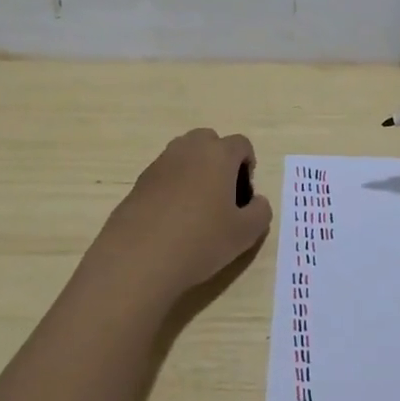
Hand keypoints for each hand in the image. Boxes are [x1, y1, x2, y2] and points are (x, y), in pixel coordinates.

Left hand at [85, 128, 272, 307]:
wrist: (139, 258)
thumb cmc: (201, 240)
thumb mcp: (245, 233)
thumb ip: (260, 212)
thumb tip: (255, 201)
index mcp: (218, 154)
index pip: (241, 144)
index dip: (248, 166)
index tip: (244, 196)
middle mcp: (188, 149)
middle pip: (210, 141)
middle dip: (220, 161)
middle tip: (222, 196)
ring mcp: (160, 163)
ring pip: (185, 156)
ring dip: (195, 172)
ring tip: (197, 209)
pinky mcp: (139, 182)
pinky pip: (165, 175)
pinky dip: (173, 187)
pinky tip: (172, 220)